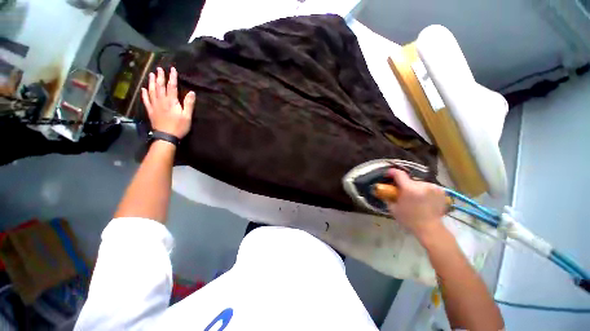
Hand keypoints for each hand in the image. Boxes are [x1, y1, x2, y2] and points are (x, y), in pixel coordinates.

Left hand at [141, 67, 195, 138]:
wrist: (166, 136)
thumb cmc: (179, 127)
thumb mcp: (187, 116)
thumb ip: (188, 104)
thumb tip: (191, 92)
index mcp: (171, 101)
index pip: (172, 86)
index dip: (172, 77)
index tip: (172, 69)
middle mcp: (161, 101)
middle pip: (160, 86)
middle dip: (160, 77)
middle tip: (159, 68)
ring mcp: (154, 105)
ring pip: (152, 91)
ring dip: (151, 82)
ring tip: (151, 74)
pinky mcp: (151, 111)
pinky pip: (146, 100)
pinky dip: (144, 94)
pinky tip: (143, 89)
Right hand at [386, 169, 447, 238]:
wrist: (430, 229)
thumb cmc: (409, 219)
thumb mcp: (393, 208)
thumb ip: (388, 197)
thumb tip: (382, 190)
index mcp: (409, 189)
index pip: (399, 173)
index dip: (392, 172)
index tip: (388, 174)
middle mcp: (422, 185)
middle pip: (409, 180)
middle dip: (404, 184)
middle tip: (402, 192)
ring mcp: (433, 187)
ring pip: (419, 183)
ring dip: (415, 187)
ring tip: (414, 197)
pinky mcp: (441, 191)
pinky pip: (428, 187)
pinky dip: (424, 190)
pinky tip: (423, 198)